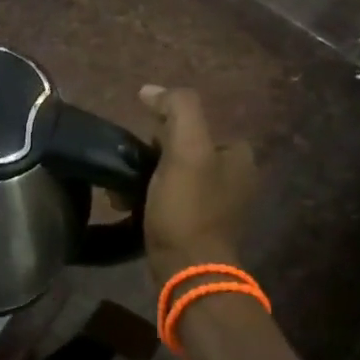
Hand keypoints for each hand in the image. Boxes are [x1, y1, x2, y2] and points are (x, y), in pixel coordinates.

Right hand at [137, 85, 257, 286]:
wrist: (187, 270)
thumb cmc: (187, 208)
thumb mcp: (186, 150)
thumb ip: (177, 110)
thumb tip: (151, 90)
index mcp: (238, 157)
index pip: (197, 124)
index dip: (166, 127)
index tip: (144, 140)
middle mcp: (233, 179)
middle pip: (182, 150)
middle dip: (150, 154)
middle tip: (128, 165)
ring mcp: (216, 206)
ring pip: (171, 175)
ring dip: (143, 177)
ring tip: (120, 189)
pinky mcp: (196, 228)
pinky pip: (168, 200)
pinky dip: (147, 199)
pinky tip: (127, 205)